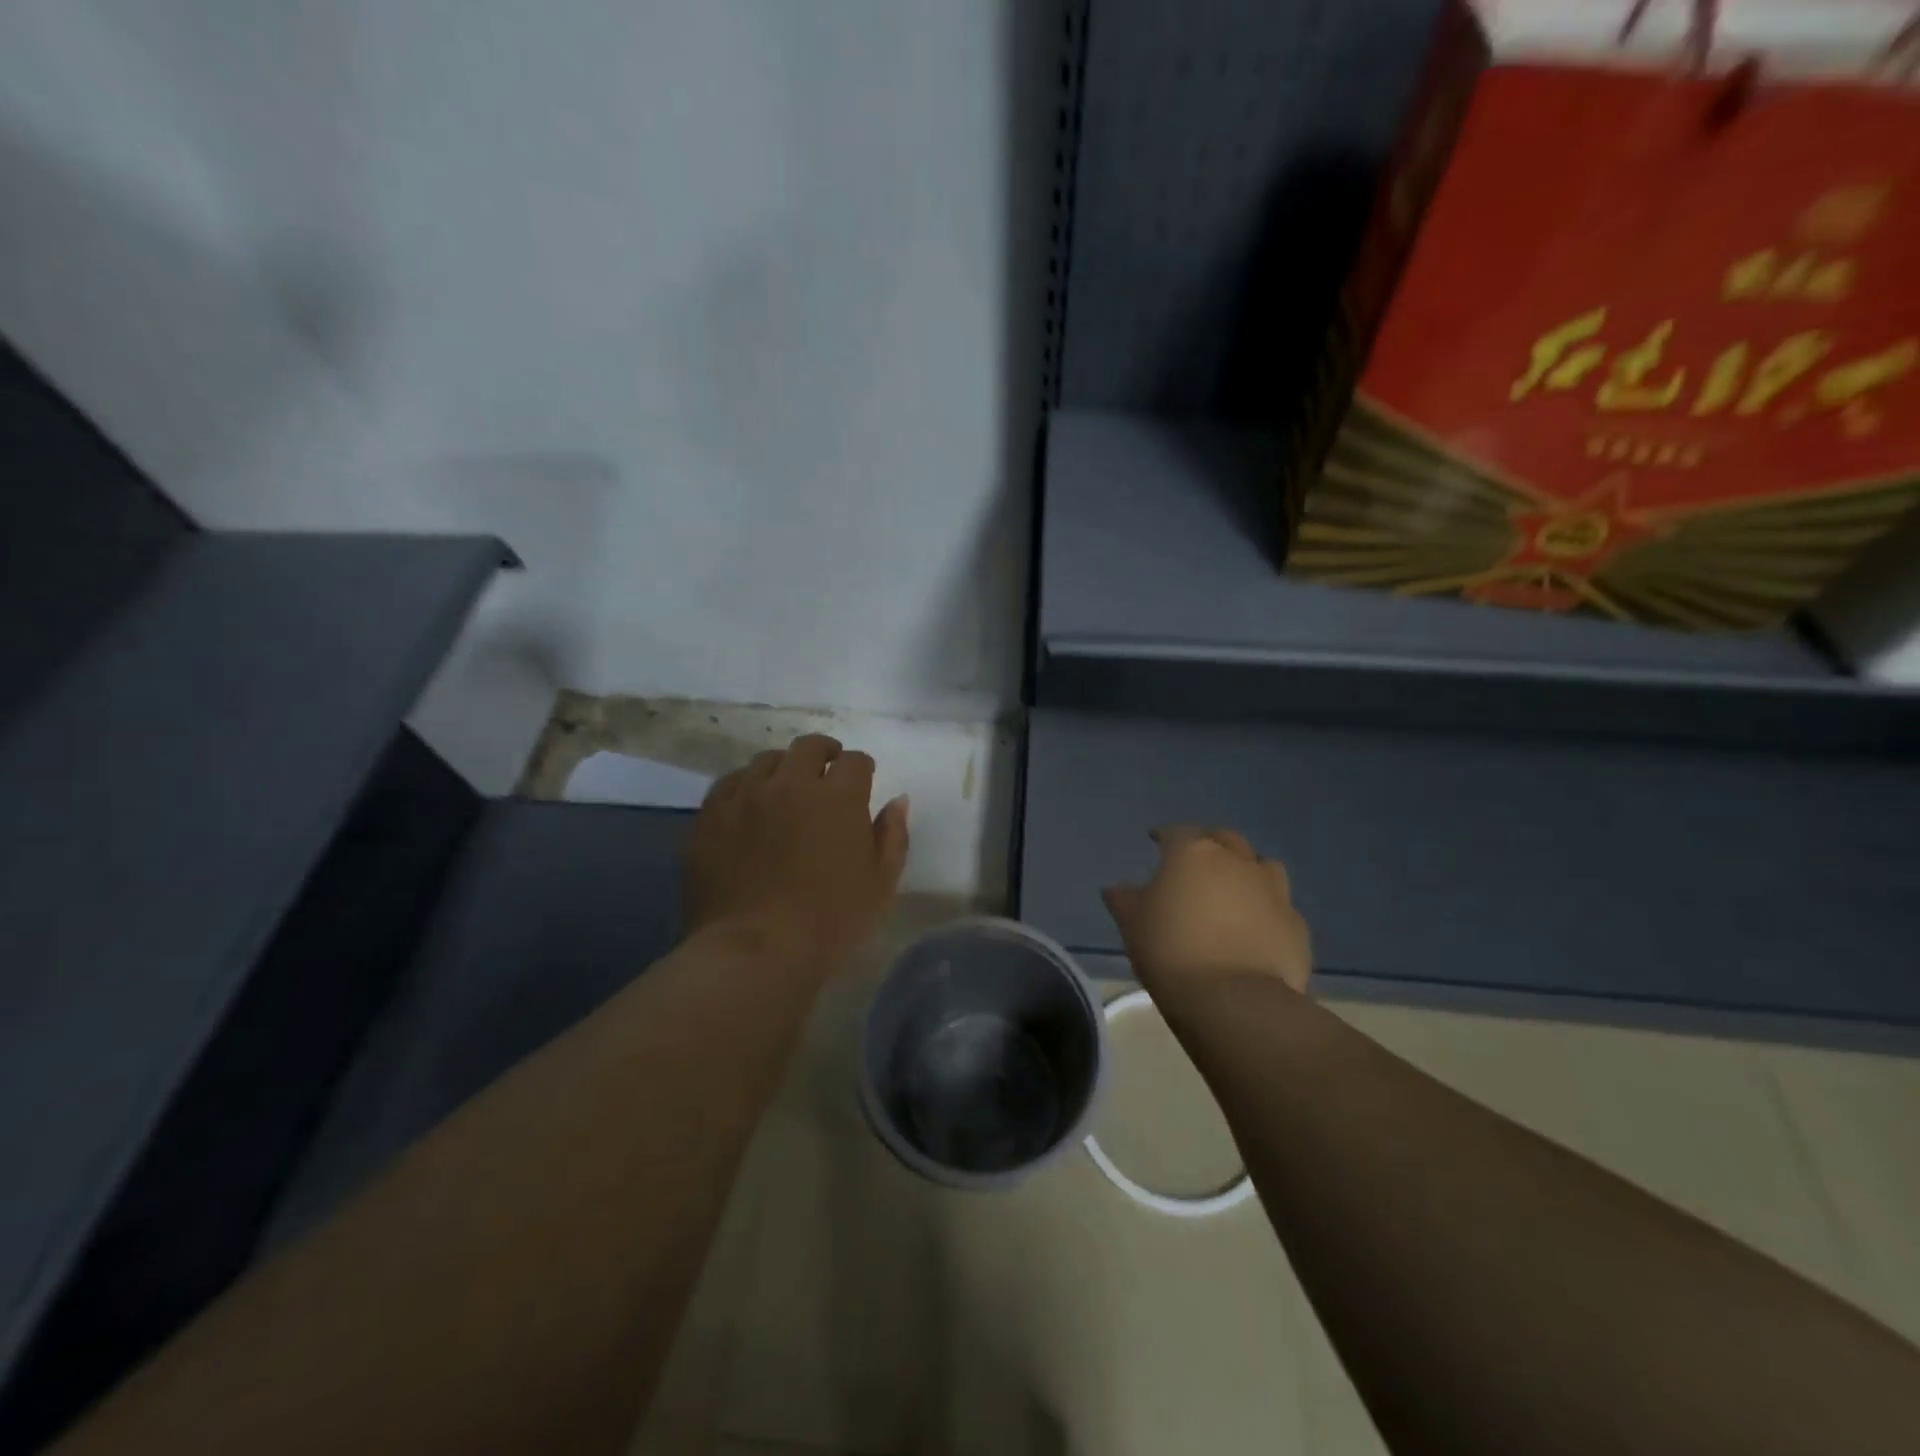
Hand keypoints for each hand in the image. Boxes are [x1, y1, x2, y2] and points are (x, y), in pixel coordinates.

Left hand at [684, 733, 909, 975]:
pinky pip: (730, 784)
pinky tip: (750, 805)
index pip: (854, 761)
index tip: (863, 780)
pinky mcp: (711, 815)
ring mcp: (746, 796)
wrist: (757, 949)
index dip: (861, 768)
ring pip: (766, 761)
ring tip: (786, 789)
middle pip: (809, 747)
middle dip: (824, 753)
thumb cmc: (831, 919)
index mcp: (837, 796)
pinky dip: (746, 786)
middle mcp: (791, 783)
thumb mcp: (881, 882)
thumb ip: (892, 834)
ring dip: (783, 768)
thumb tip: (898, 800)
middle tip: (827, 772)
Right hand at [1103, 826, 1310, 996]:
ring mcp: (1272, 890)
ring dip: (1246, 870)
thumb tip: (1116, 888)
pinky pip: (1279, 905)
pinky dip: (1266, 908)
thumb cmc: (1171, 950)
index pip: (1177, 832)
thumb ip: (1124, 899)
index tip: (1156, 841)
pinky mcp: (1295, 923)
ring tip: (1234, 889)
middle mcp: (1236, 861)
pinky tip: (1256, 927)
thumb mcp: (1132, 924)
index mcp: (1193, 853)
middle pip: (1224, 839)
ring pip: (1262, 865)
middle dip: (1210, 845)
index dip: (1165, 836)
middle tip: (1197, 862)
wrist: (1234, 999)